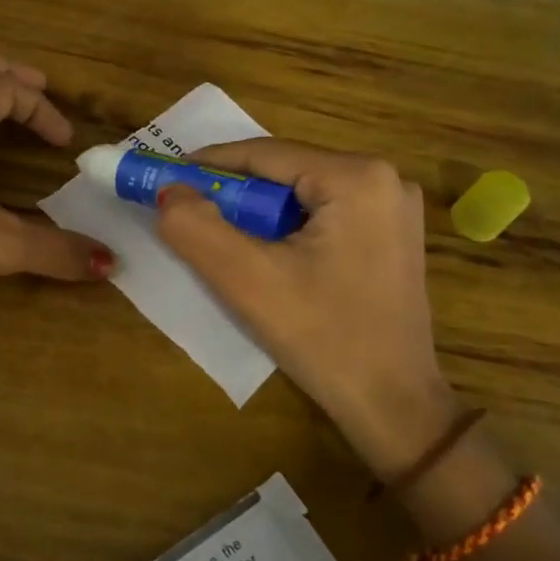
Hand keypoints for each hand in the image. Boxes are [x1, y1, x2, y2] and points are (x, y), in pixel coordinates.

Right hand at [155, 139, 456, 480]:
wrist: (393, 407)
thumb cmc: (323, 338)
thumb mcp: (247, 280)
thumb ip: (196, 227)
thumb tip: (168, 190)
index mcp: (358, 177)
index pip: (264, 154)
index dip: (208, 164)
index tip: (165, 178)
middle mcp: (385, 178)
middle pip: (284, 172)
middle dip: (234, 194)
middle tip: (191, 215)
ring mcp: (394, 207)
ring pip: (301, 194)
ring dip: (258, 214)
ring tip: (224, 242)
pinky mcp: (392, 234)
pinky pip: (323, 215)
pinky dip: (286, 229)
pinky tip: (269, 258)